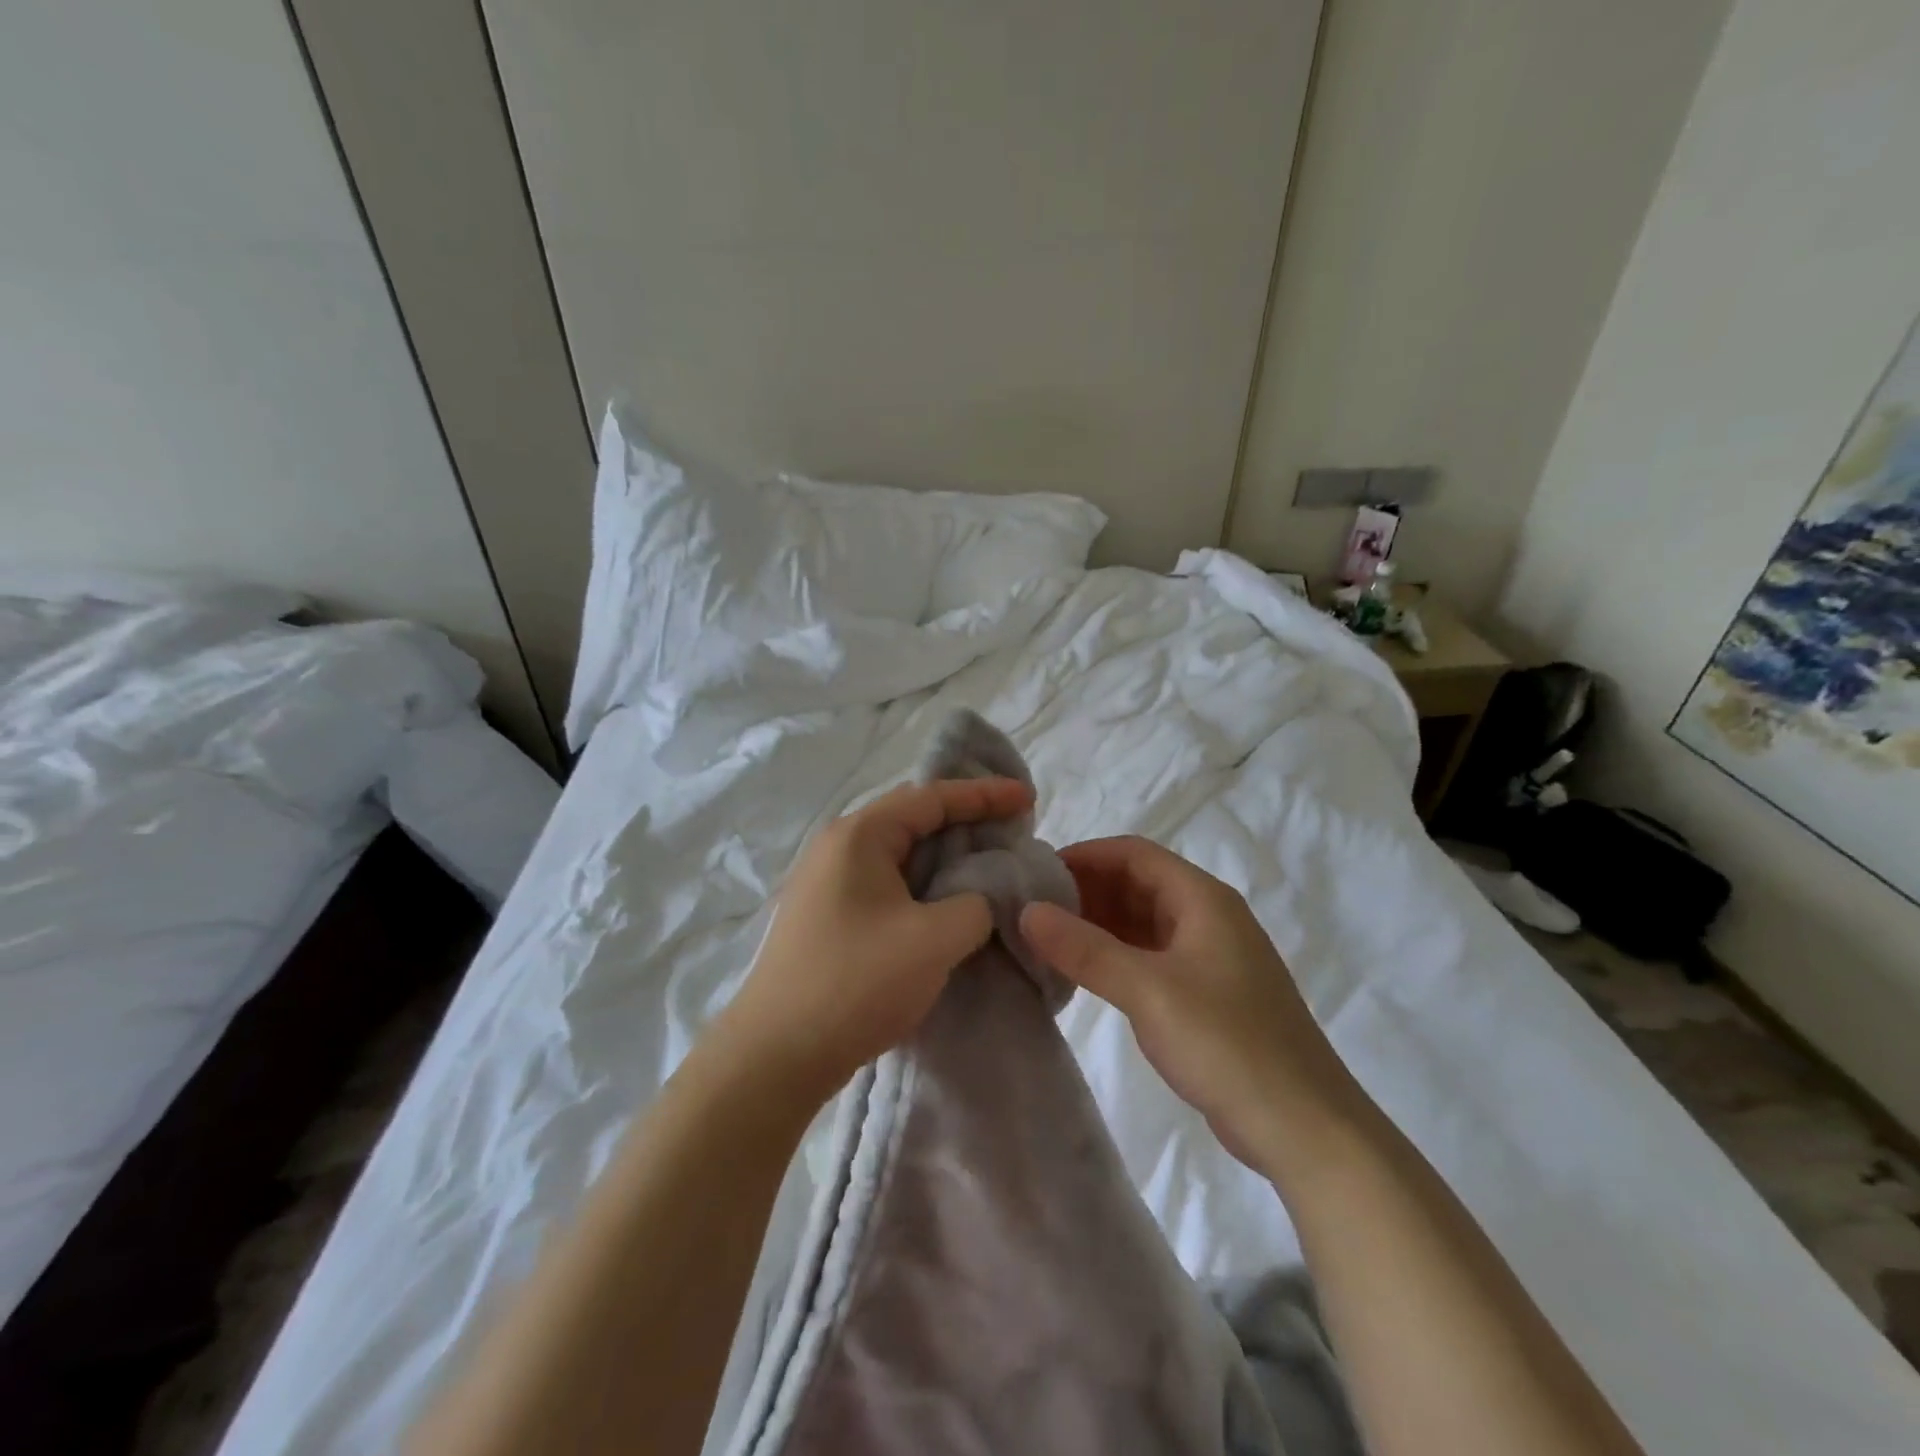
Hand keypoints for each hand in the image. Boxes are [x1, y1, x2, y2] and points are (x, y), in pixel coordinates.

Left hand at [717, 777, 1035, 1102]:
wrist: (775, 1056)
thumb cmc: (856, 983)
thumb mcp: (934, 939)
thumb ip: (977, 904)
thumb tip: (984, 896)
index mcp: (859, 836)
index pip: (931, 797)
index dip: (984, 795)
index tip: (1027, 798)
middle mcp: (839, 848)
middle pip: (913, 819)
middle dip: (966, 822)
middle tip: (1011, 831)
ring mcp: (829, 884)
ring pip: (901, 855)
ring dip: (946, 858)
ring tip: (989, 866)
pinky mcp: (829, 917)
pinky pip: (888, 884)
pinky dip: (925, 886)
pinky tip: (948, 906)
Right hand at [1020, 836, 1361, 1170]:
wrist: (1303, 1128)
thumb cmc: (1227, 1044)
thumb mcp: (1148, 991)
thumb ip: (1085, 949)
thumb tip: (1028, 911)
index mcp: (1203, 899)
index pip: (1134, 854)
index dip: (1084, 856)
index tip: (1035, 873)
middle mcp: (1207, 917)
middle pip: (1137, 884)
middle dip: (1085, 890)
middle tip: (1031, 908)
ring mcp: (1208, 958)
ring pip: (1142, 922)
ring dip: (1097, 925)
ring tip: (1046, 939)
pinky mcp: (1205, 994)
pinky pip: (1150, 957)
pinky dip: (1114, 957)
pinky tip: (1081, 974)